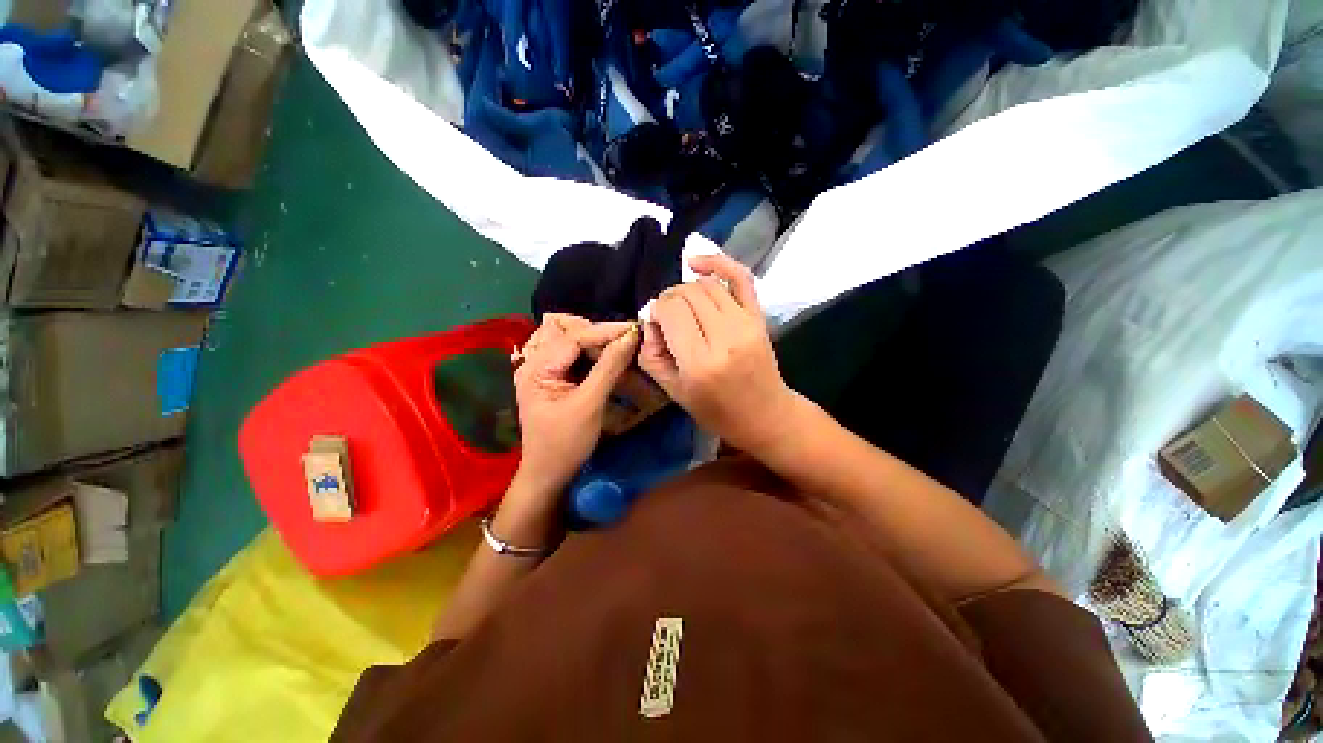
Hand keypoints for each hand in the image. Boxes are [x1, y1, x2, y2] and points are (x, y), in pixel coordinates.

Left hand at [514, 314, 639, 494]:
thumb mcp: (590, 404)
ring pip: (571, 342)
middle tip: (629, 340)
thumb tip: (630, 337)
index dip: (606, 331)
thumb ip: (609, 368)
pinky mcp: (551, 378)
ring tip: (620, 347)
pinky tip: (607, 358)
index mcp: (537, 368)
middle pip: (570, 335)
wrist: (549, 474)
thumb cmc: (566, 443)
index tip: (634, 329)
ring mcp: (541, 370)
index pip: (574, 337)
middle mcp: (535, 363)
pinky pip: (572, 356)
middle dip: (601, 335)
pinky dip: (591, 353)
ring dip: (596, 341)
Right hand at [639, 254, 801, 454]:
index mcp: (700, 362)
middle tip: (667, 319)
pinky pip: (739, 276)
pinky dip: (717, 263)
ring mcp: (746, 323)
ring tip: (682, 307)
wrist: (765, 415)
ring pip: (706, 285)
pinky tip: (696, 264)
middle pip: (687, 294)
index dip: (657, 311)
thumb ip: (652, 354)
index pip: (671, 311)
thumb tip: (651, 320)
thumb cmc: (716, 411)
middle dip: (669, 300)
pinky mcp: (758, 316)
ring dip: (686, 289)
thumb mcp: (673, 392)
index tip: (656, 325)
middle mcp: (725, 337)